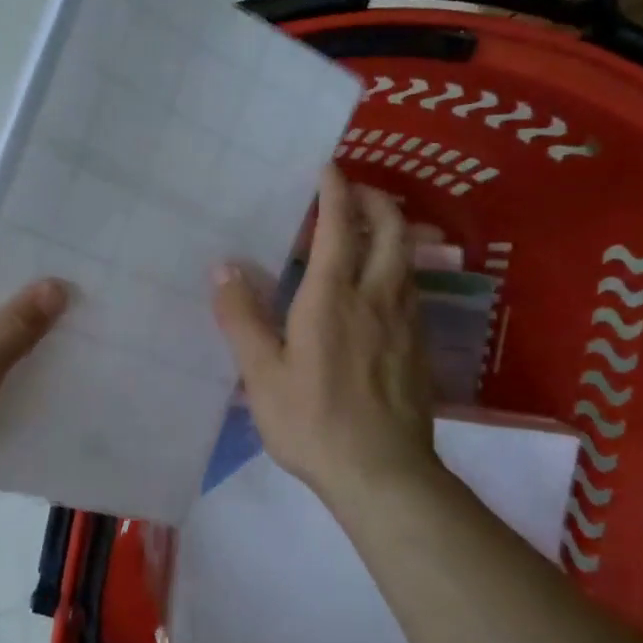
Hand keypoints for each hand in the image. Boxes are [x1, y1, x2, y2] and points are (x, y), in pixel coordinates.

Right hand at [212, 164, 440, 505]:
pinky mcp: (418, 346)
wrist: (384, 474)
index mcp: (333, 297)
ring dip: (391, 231)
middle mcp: (376, 297)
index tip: (329, 167)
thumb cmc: (313, 422)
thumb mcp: (261, 374)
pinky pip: (412, 287)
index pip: (340, 227)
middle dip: (376, 200)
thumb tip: (224, 267)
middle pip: (392, 230)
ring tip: (366, 229)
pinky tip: (380, 285)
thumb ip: (241, 317)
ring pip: (407, 258)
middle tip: (354, 191)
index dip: (336, 191)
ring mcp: (405, 322)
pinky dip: (397, 266)